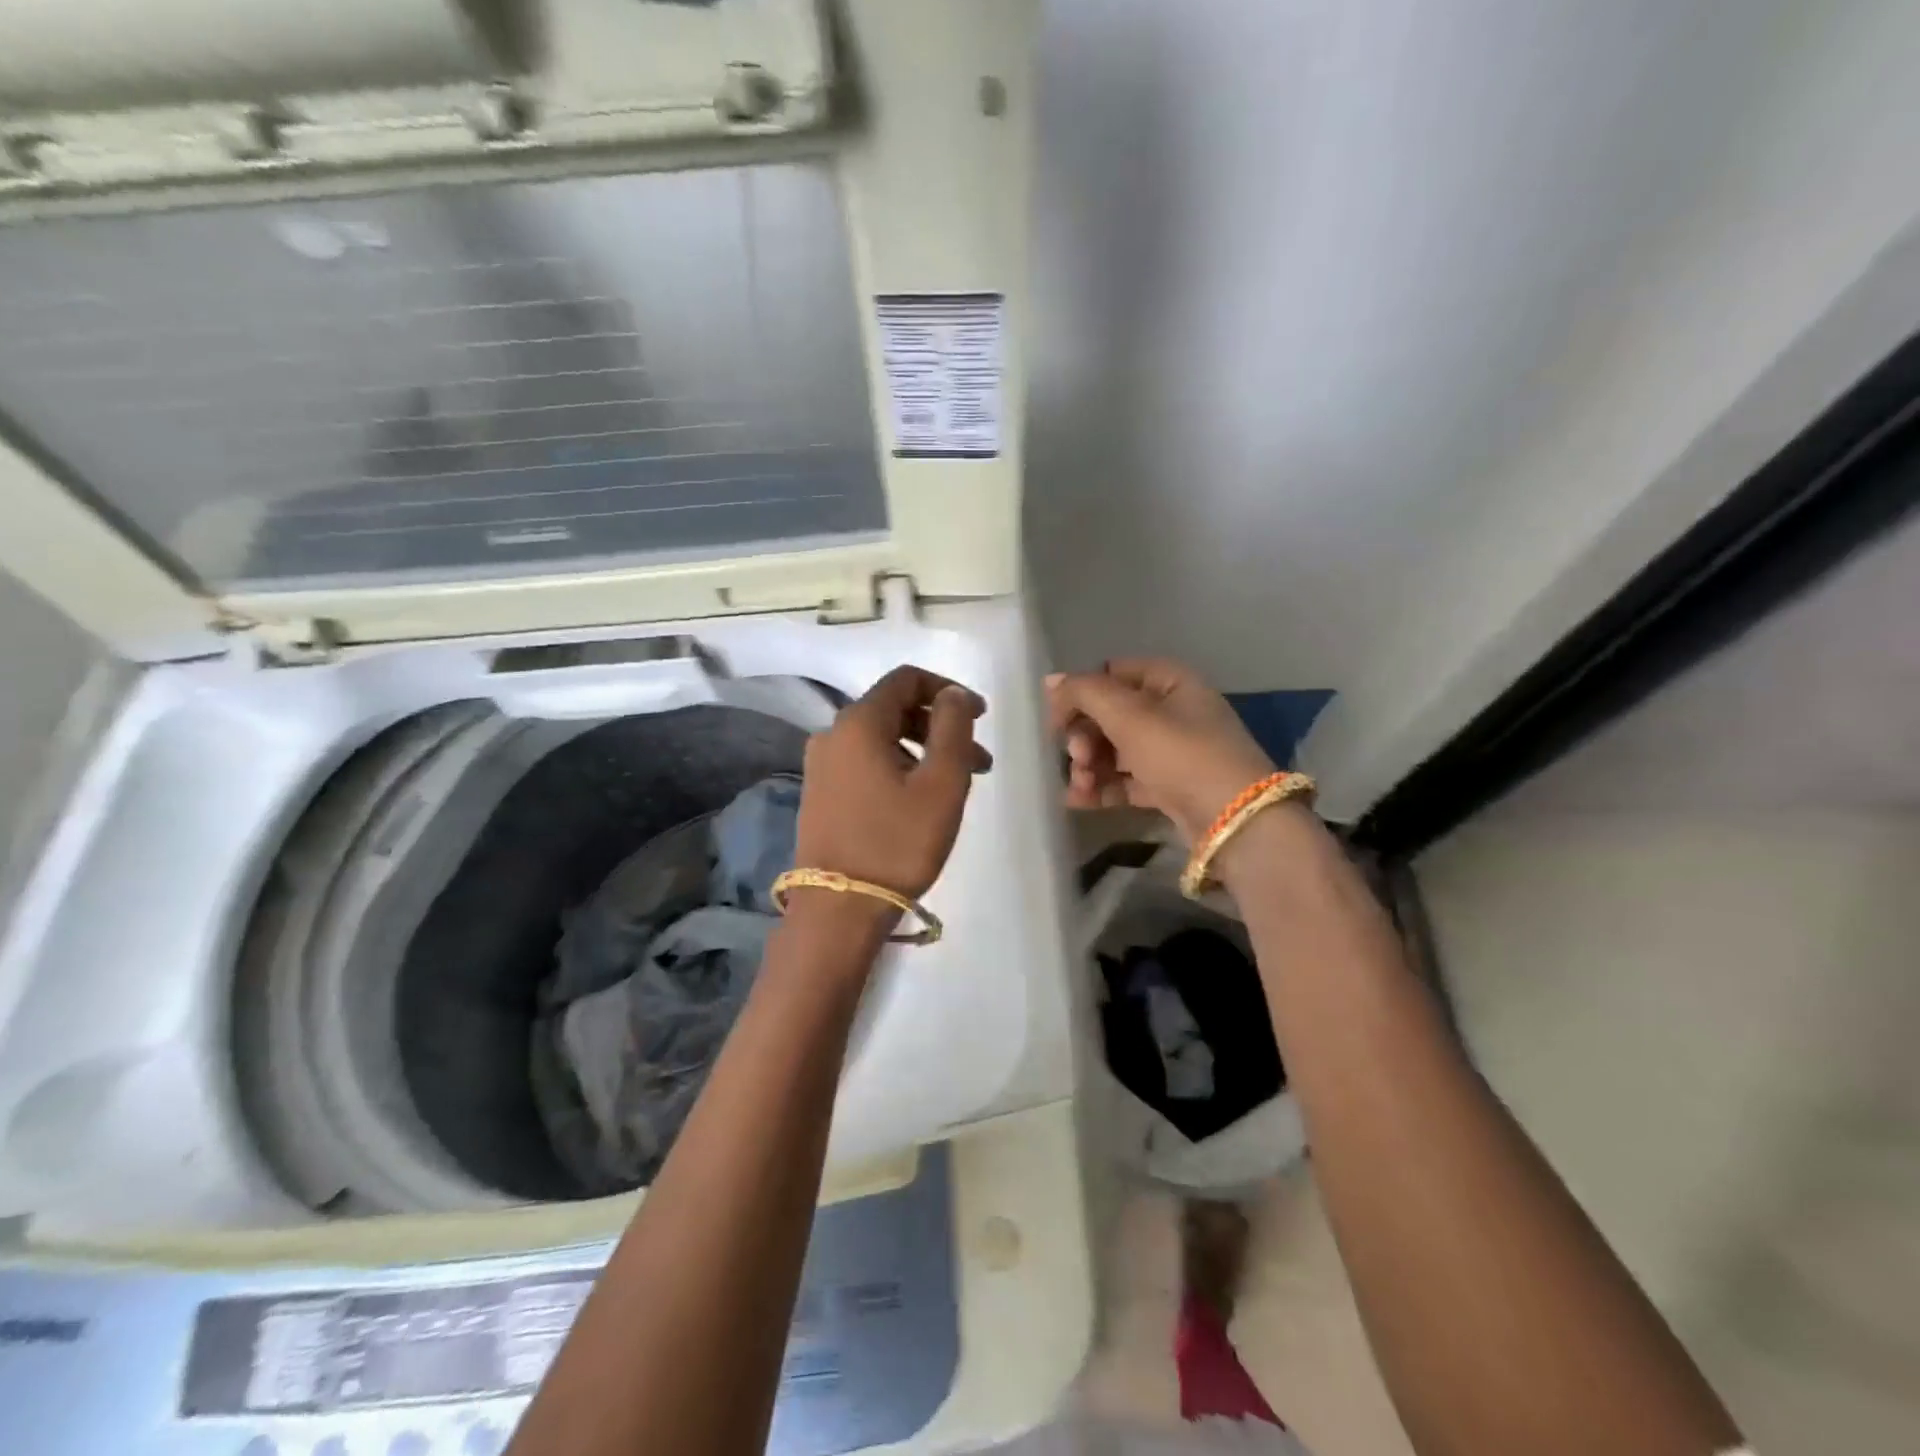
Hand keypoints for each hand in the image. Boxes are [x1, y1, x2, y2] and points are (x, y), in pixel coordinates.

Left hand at [793, 665, 991, 902]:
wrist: (839, 909)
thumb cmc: (898, 842)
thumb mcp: (941, 783)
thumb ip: (952, 727)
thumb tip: (952, 694)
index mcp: (859, 723)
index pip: (906, 679)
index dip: (948, 689)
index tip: (980, 716)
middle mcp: (832, 734)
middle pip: (894, 709)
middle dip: (941, 726)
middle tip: (979, 760)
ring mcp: (820, 765)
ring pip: (881, 739)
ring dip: (923, 750)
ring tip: (955, 785)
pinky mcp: (820, 793)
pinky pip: (866, 762)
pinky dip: (899, 767)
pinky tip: (920, 799)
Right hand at [1046, 658, 1274, 844]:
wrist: (1234, 820)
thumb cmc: (1181, 753)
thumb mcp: (1129, 715)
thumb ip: (1084, 693)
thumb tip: (1051, 681)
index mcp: (1169, 681)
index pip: (1111, 674)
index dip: (1080, 692)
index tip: (1056, 719)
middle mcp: (1172, 711)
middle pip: (1110, 714)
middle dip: (1084, 736)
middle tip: (1077, 757)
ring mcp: (1172, 751)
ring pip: (1116, 750)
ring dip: (1089, 765)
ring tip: (1079, 785)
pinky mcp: (1169, 786)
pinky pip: (1126, 780)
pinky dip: (1102, 787)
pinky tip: (1077, 800)